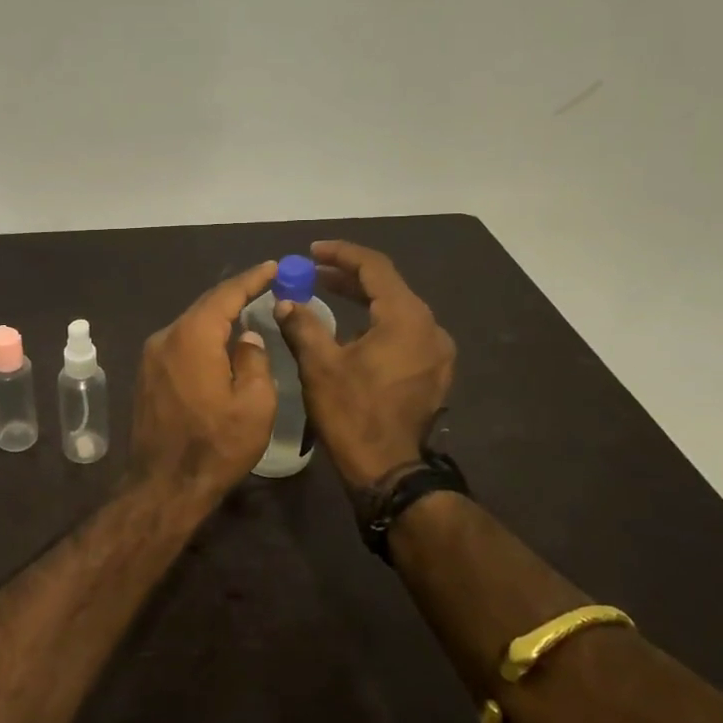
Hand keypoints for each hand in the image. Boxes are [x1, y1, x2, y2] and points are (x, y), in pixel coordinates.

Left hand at [128, 259, 278, 507]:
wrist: (164, 485)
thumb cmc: (215, 446)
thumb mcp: (254, 404)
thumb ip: (254, 360)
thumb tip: (245, 339)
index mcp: (192, 338)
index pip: (224, 295)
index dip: (250, 279)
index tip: (272, 267)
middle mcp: (166, 338)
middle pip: (204, 307)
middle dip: (234, 295)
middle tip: (264, 286)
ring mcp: (151, 357)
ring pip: (190, 326)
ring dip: (217, 319)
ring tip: (246, 313)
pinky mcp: (146, 376)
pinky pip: (179, 344)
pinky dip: (202, 338)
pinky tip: (219, 345)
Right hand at [274, 240, 455, 491]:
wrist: (388, 470)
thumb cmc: (352, 413)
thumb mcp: (319, 365)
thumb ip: (302, 325)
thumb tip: (285, 301)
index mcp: (406, 318)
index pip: (375, 268)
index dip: (341, 254)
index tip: (311, 251)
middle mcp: (430, 328)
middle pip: (388, 287)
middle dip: (348, 277)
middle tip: (312, 273)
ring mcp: (436, 352)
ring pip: (397, 310)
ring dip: (362, 300)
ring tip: (326, 296)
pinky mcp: (432, 372)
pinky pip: (404, 332)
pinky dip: (376, 323)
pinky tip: (350, 331)